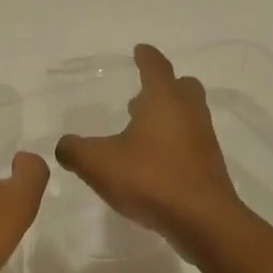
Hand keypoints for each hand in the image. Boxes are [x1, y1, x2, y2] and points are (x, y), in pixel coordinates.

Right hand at [54, 44, 244, 256]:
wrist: (204, 221)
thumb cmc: (151, 178)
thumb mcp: (99, 163)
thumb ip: (76, 150)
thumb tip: (63, 145)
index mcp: (163, 99)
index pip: (156, 66)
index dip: (146, 57)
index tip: (140, 50)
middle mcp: (188, 112)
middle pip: (182, 86)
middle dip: (164, 85)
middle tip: (142, 94)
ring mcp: (203, 139)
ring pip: (189, 114)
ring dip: (170, 115)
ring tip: (143, 130)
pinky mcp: (210, 166)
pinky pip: (192, 142)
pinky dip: (176, 142)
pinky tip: (155, 162)